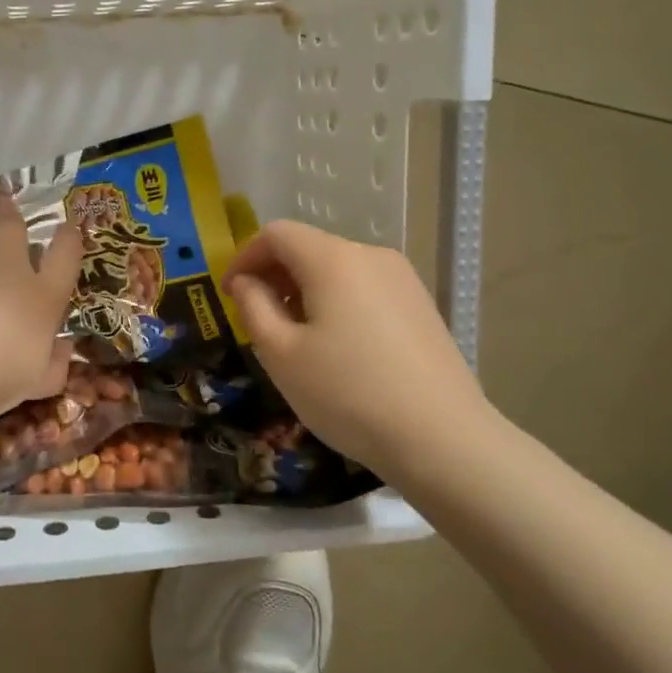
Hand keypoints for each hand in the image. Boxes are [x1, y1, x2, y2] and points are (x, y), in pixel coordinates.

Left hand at [0, 194, 82, 428]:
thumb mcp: (37, 384)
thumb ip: (55, 364)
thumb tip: (65, 347)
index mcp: (41, 297)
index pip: (65, 254)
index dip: (69, 236)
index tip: (67, 227)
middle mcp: (6, 269)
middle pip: (12, 226)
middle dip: (8, 211)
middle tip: (4, 201)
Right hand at [225, 220, 498, 480]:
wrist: (442, 438)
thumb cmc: (348, 394)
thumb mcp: (281, 354)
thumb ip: (253, 307)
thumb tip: (245, 282)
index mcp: (333, 259)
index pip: (276, 234)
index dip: (244, 258)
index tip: (229, 295)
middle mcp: (371, 255)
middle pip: (309, 248)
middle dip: (274, 275)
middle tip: (257, 319)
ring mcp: (403, 279)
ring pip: (338, 269)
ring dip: (305, 290)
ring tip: (296, 338)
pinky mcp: (421, 305)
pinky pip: (364, 288)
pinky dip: (337, 302)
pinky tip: (338, 347)